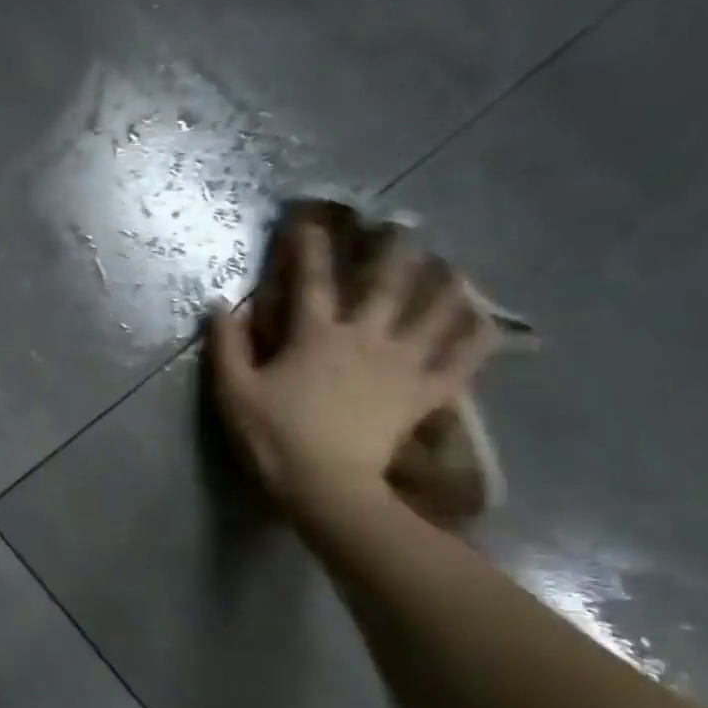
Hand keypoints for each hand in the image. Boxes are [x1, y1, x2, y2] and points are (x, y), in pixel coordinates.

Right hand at [208, 222, 497, 522]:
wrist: (324, 487)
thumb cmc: (274, 440)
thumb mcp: (234, 395)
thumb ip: (226, 347)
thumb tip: (220, 305)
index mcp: (316, 335)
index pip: (311, 280)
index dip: (308, 246)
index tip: (309, 219)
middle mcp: (365, 337)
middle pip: (387, 281)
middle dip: (394, 248)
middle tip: (405, 225)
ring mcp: (401, 363)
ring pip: (435, 311)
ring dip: (447, 284)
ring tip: (455, 266)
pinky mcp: (423, 393)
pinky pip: (461, 360)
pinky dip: (478, 339)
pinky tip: (487, 322)